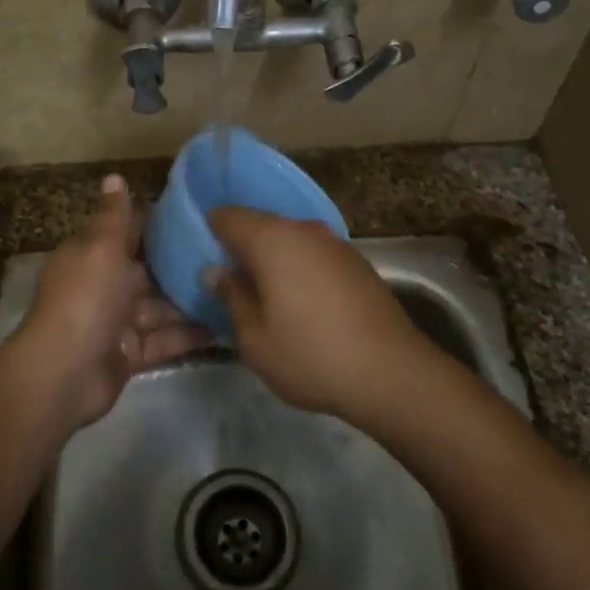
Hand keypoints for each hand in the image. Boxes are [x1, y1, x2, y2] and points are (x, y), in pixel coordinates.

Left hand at [12, 174, 209, 426]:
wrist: (63, 373)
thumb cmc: (85, 299)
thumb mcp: (101, 248)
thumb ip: (114, 216)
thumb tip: (114, 176)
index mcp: (94, 255)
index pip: (130, 232)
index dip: (161, 224)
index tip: (202, 215)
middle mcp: (105, 285)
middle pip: (150, 271)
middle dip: (183, 265)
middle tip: (232, 253)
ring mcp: (118, 322)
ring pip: (161, 307)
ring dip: (192, 301)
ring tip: (238, 288)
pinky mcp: (131, 354)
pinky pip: (165, 340)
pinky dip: (189, 335)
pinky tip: (226, 326)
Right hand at [206, 208, 434, 422]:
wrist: (391, 373)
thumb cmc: (311, 355)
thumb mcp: (254, 338)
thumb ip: (231, 298)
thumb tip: (218, 272)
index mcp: (272, 240)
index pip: (227, 216)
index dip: (208, 230)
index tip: (198, 253)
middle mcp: (304, 231)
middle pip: (260, 225)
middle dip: (240, 246)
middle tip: (226, 279)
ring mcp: (335, 244)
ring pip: (290, 240)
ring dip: (272, 259)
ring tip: (261, 293)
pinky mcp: (357, 262)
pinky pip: (314, 255)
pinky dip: (299, 269)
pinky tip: (300, 302)